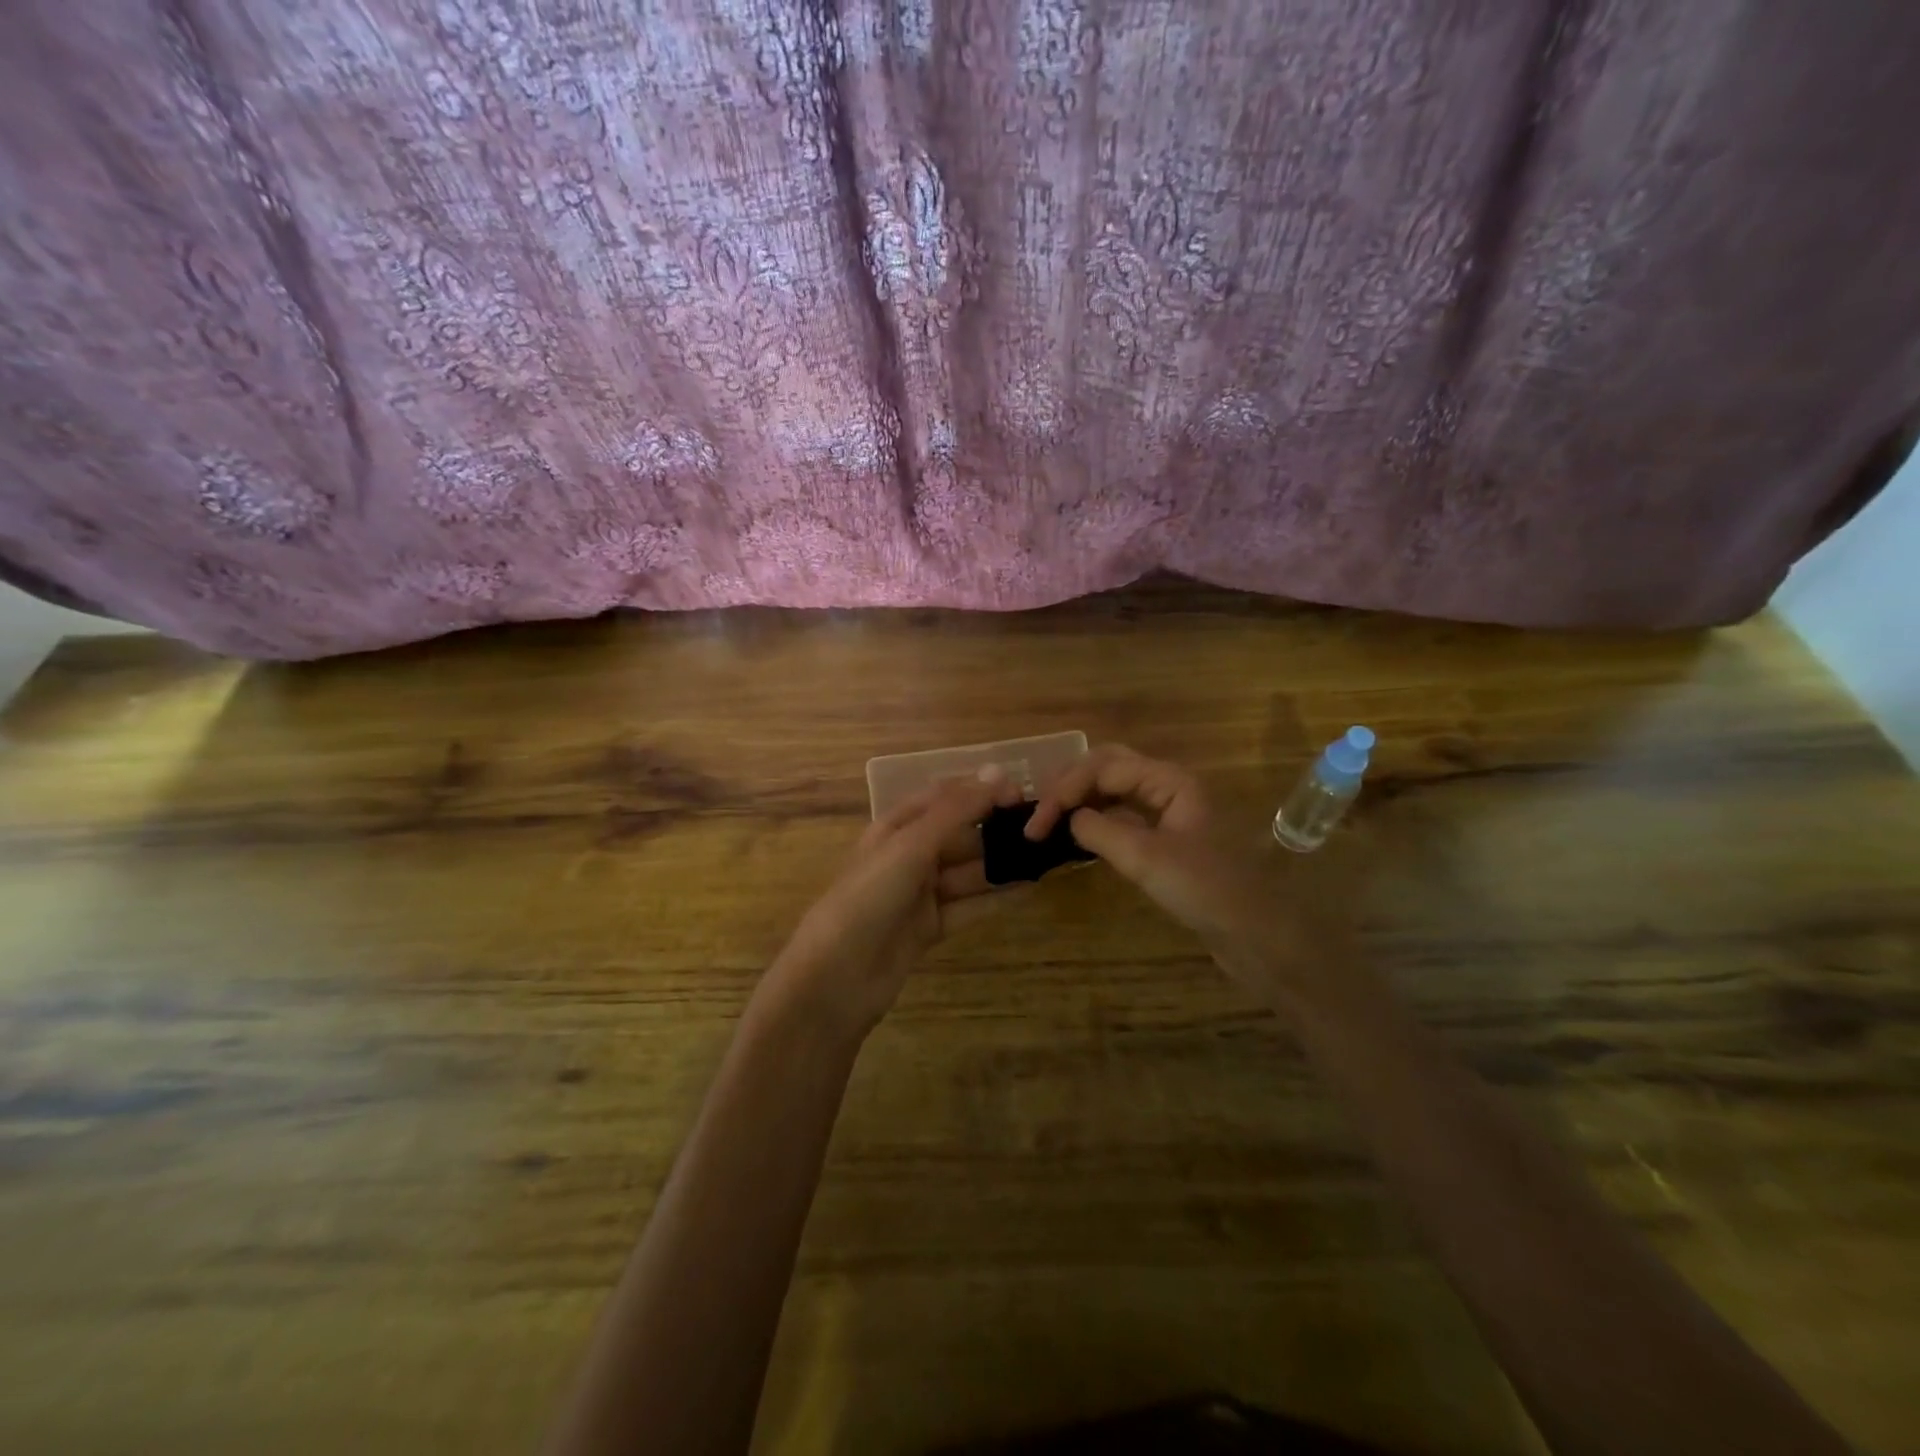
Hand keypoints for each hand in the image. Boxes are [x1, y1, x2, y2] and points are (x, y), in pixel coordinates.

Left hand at [767, 770, 1021, 1040]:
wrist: (836, 976)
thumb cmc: (869, 897)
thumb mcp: (911, 846)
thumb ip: (956, 811)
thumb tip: (999, 773)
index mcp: (895, 827)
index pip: (943, 797)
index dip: (980, 791)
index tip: (1021, 794)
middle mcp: (908, 856)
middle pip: (959, 835)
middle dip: (995, 830)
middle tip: (1041, 830)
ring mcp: (919, 894)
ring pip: (967, 872)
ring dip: (1000, 864)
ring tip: (1043, 858)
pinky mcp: (929, 928)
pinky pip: (968, 906)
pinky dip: (995, 897)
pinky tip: (1028, 888)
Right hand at [1026, 745, 1358, 1000]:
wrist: (1258, 935)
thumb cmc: (1207, 890)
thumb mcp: (1147, 859)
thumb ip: (1101, 832)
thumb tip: (1071, 819)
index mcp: (1170, 780)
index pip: (1104, 766)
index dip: (1066, 789)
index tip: (1037, 824)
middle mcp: (1169, 787)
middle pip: (1109, 769)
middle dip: (1072, 786)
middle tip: (1040, 815)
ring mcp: (1170, 813)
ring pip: (1115, 793)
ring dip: (1082, 802)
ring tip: (1050, 824)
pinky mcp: (1169, 840)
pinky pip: (1124, 818)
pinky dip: (1097, 823)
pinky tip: (1079, 839)